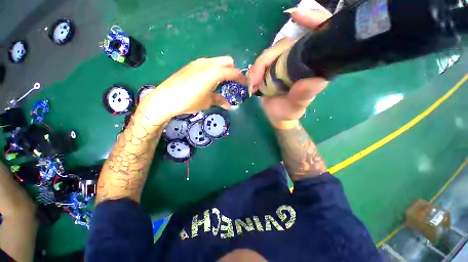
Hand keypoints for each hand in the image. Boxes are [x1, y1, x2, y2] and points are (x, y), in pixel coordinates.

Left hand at [140, 56, 245, 121]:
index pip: (233, 72)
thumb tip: (228, 105)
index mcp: (214, 72)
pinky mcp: (191, 65)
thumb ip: (220, 100)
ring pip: (217, 61)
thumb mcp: (207, 102)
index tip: (245, 84)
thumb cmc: (190, 101)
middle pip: (227, 61)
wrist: (166, 98)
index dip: (241, 78)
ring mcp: (198, 62)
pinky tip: (209, 81)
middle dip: (233, 70)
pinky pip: (208, 64)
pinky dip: (214, 70)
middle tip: (233, 83)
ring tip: (221, 82)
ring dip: (223, 69)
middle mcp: (207, 63)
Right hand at [248, 9, 330, 128]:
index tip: (297, 14)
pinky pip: (261, 63)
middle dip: (267, 59)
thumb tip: (316, 81)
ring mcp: (283, 63)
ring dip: (257, 68)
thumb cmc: (289, 112)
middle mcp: (298, 60)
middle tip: (255, 80)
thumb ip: (304, 95)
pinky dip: (253, 72)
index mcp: (312, 66)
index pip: (318, 35)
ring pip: (269, 54)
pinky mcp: (271, 68)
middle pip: (283, 45)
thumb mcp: (297, 106)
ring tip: (252, 85)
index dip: (313, 20)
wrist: (277, 116)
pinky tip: (251, 84)